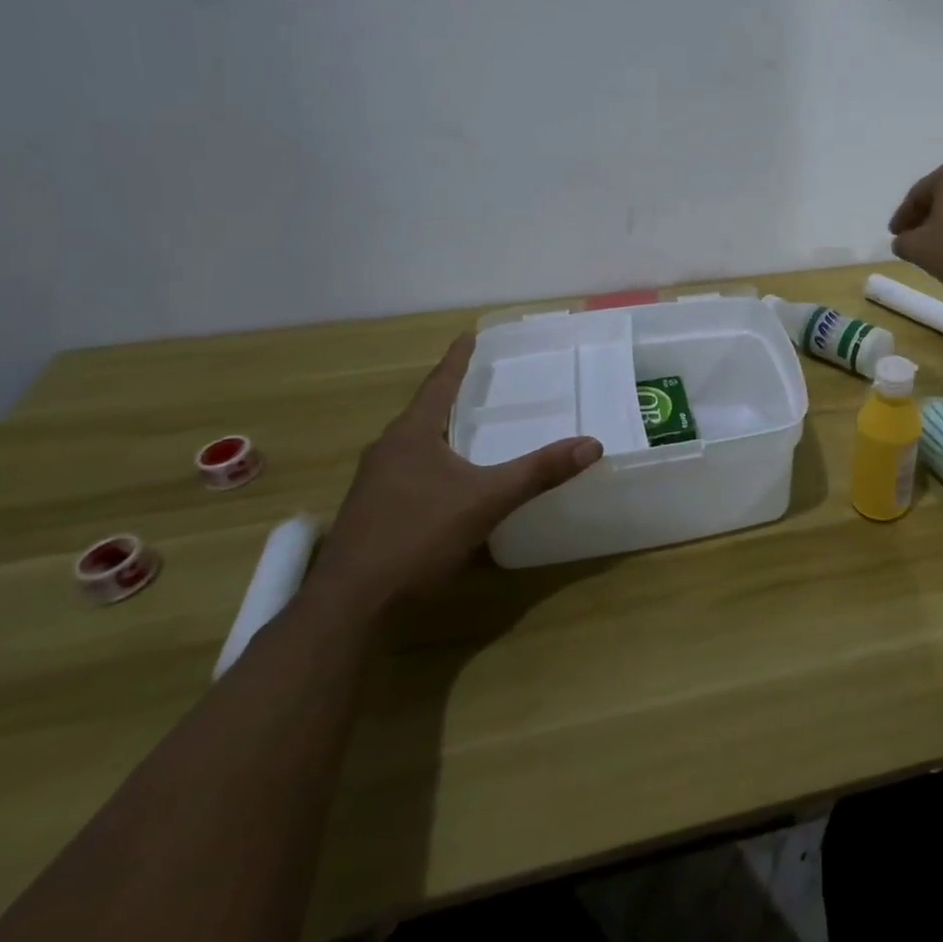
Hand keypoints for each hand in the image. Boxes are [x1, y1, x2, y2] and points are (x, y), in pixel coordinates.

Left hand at [310, 331, 602, 613]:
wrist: (350, 607)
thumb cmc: (416, 538)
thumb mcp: (486, 501)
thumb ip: (538, 472)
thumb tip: (592, 444)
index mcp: (411, 435)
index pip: (439, 384)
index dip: (457, 360)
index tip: (469, 334)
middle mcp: (387, 451)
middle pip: (424, 412)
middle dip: (451, 395)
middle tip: (481, 381)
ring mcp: (374, 484)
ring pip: (414, 444)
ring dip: (441, 430)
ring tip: (469, 426)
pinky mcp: (372, 513)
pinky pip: (409, 471)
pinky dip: (434, 462)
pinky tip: (449, 480)